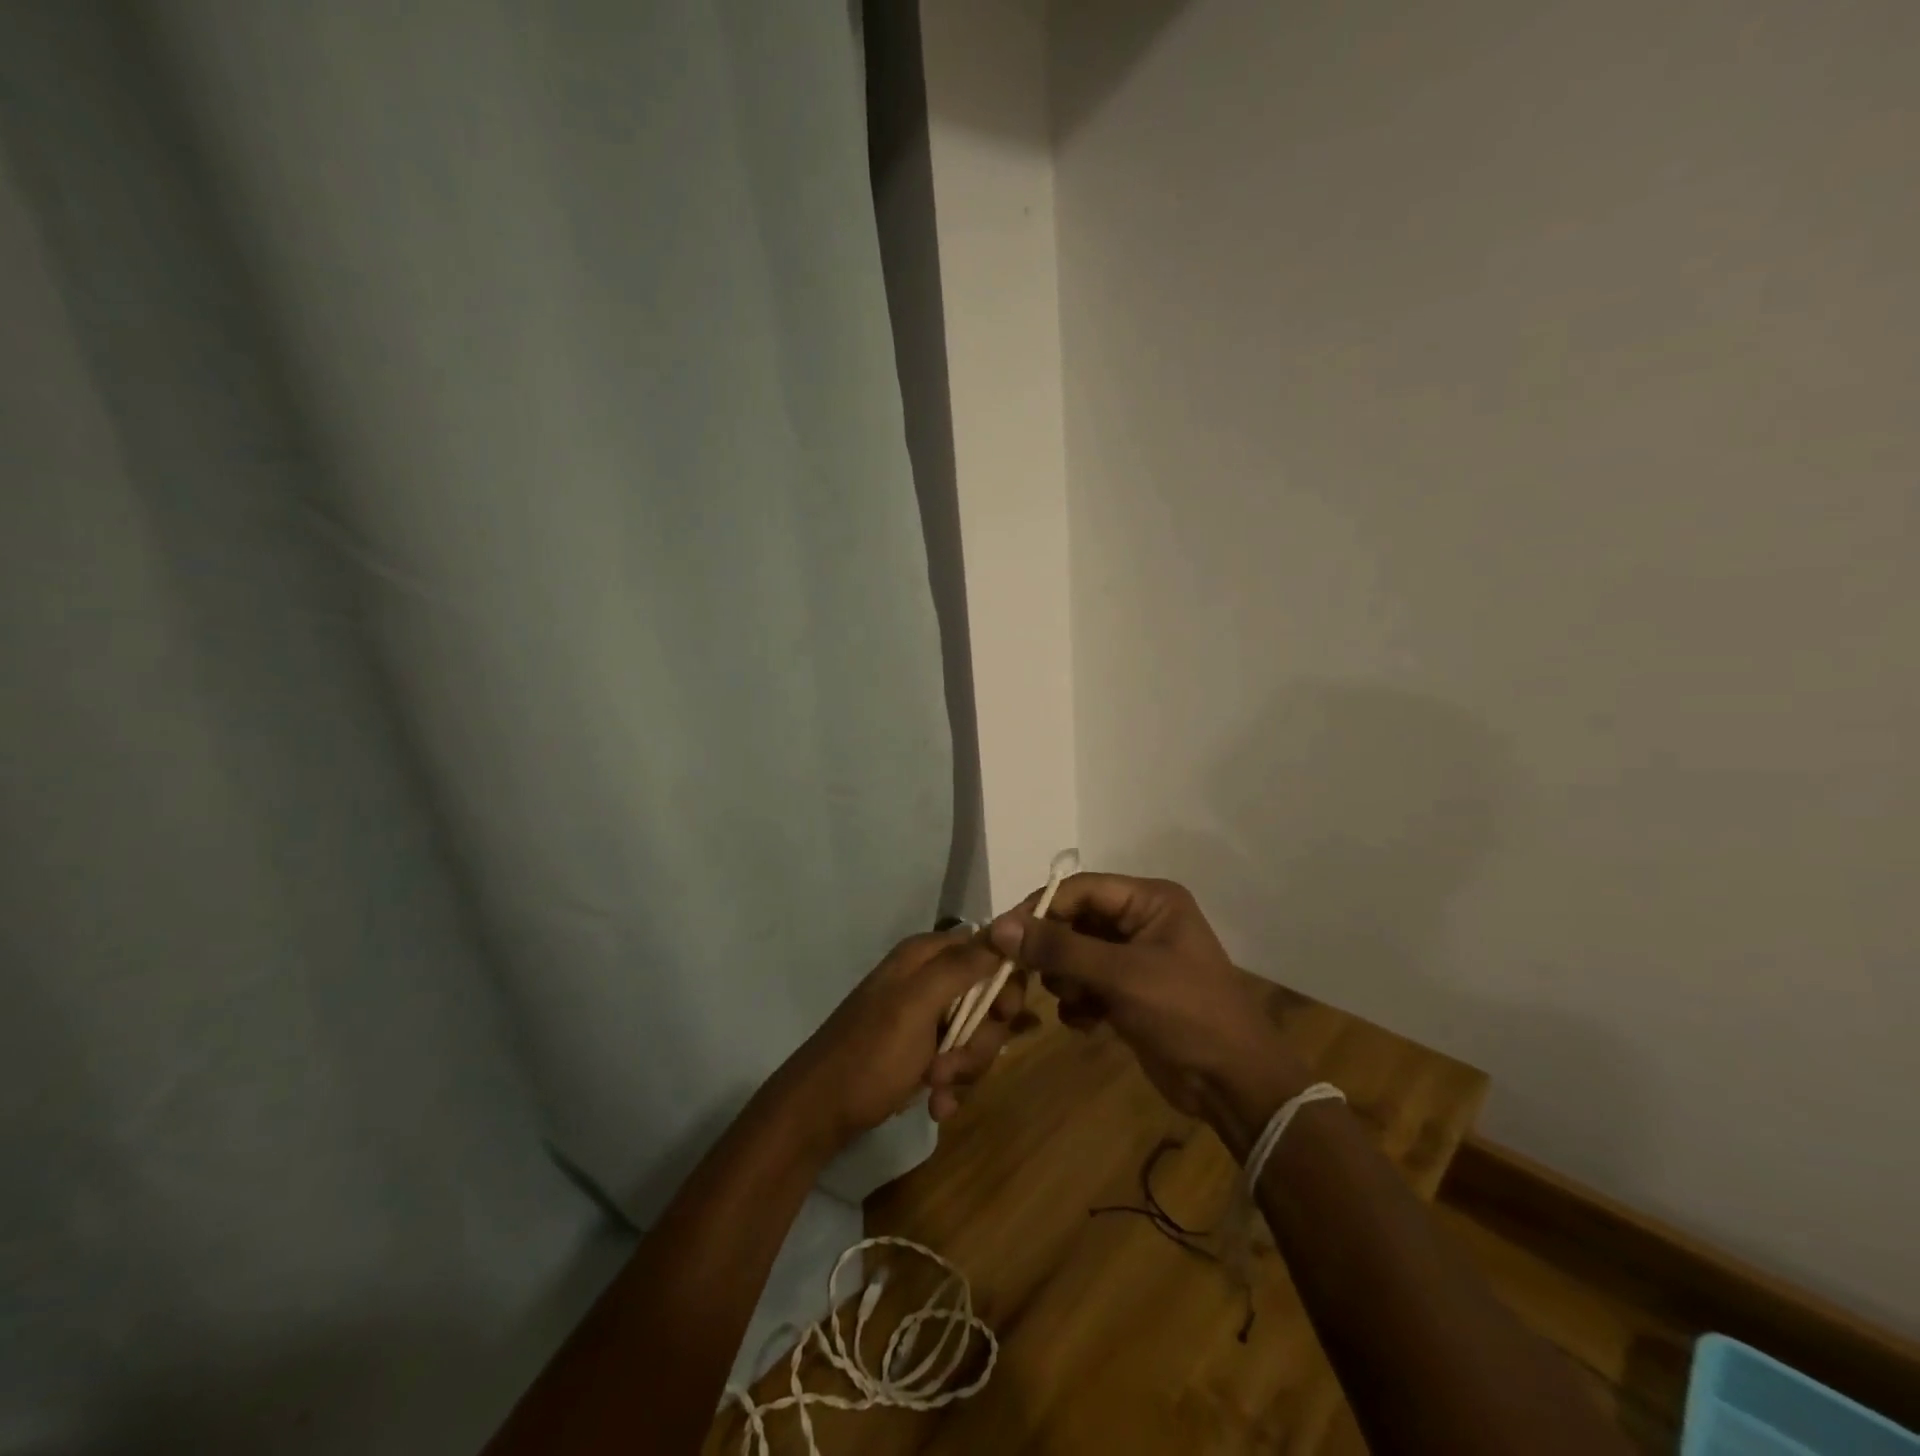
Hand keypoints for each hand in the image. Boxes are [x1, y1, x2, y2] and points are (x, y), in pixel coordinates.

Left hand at [779, 930, 1026, 1151]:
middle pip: (988, 998)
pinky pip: (959, 1060)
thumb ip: (961, 967)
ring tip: (936, 1085)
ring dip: (965, 1066)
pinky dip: (952, 1084)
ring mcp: (925, 1017)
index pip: (989, 950)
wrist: (819, 1114)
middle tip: (955, 1062)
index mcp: (925, 956)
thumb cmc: (870, 1055)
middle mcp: (928, 979)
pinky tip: (937, 1104)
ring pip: (977, 1034)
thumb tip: (1006, 928)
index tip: (1004, 1015)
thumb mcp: (916, 1006)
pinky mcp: (922, 1051)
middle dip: (982, 1037)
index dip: (1005, 982)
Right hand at [987, 874, 1310, 1134]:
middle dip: (1053, 951)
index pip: (1080, 888)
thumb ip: (1059, 949)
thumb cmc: (1184, 1014)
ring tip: (1076, 1003)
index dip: (1041, 909)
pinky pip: (1085, 983)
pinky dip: (1079, 1001)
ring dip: (1065, 980)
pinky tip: (1088, 1023)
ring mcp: (1135, 958)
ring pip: (1075, 954)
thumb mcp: (1121, 976)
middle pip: (1075, 921)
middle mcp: (1141, 920)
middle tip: (1024, 976)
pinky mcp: (1129, 992)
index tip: (1004, 936)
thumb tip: (999, 927)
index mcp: (1149, 900)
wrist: (1233, 1085)